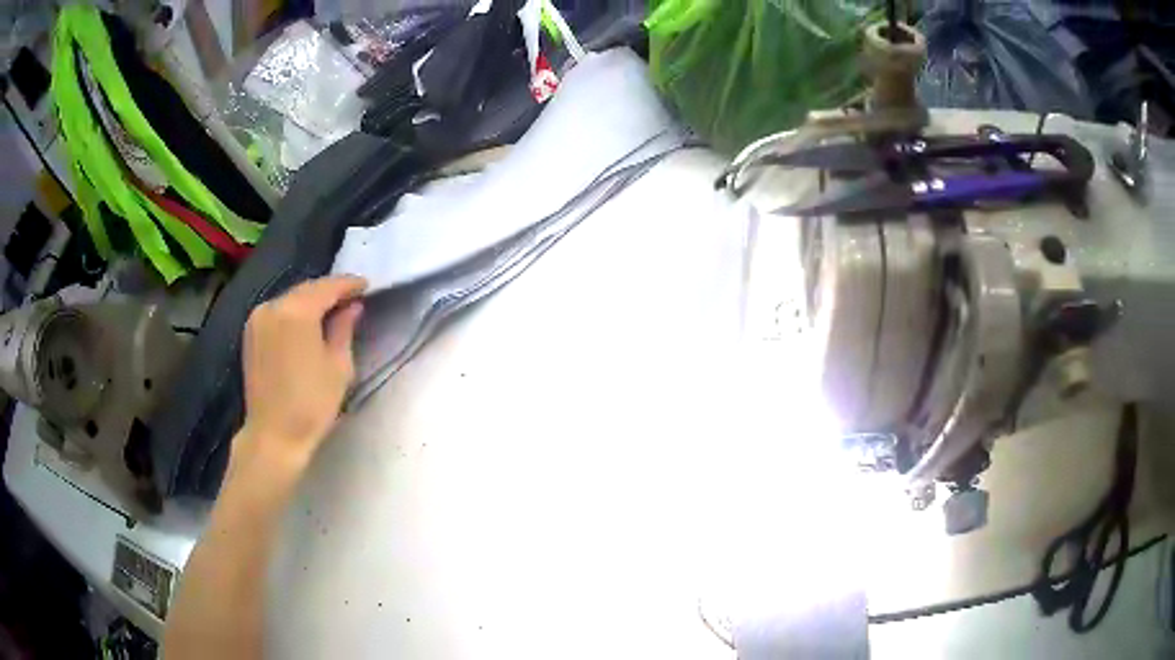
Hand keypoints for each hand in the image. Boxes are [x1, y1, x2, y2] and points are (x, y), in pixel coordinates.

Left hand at [234, 276, 366, 472]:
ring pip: (290, 299)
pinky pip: (277, 312)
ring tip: (331, 310)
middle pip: (306, 289)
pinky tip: (306, 322)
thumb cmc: (312, 403)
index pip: (327, 287)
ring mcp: (257, 319)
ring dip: (310, 301)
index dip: (348, 284)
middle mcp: (273, 306)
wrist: (274, 435)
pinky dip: (293, 312)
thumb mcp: (339, 366)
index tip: (366, 286)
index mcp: (296, 311)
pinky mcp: (250, 333)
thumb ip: (345, 329)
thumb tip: (352, 307)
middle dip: (329, 291)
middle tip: (351, 297)